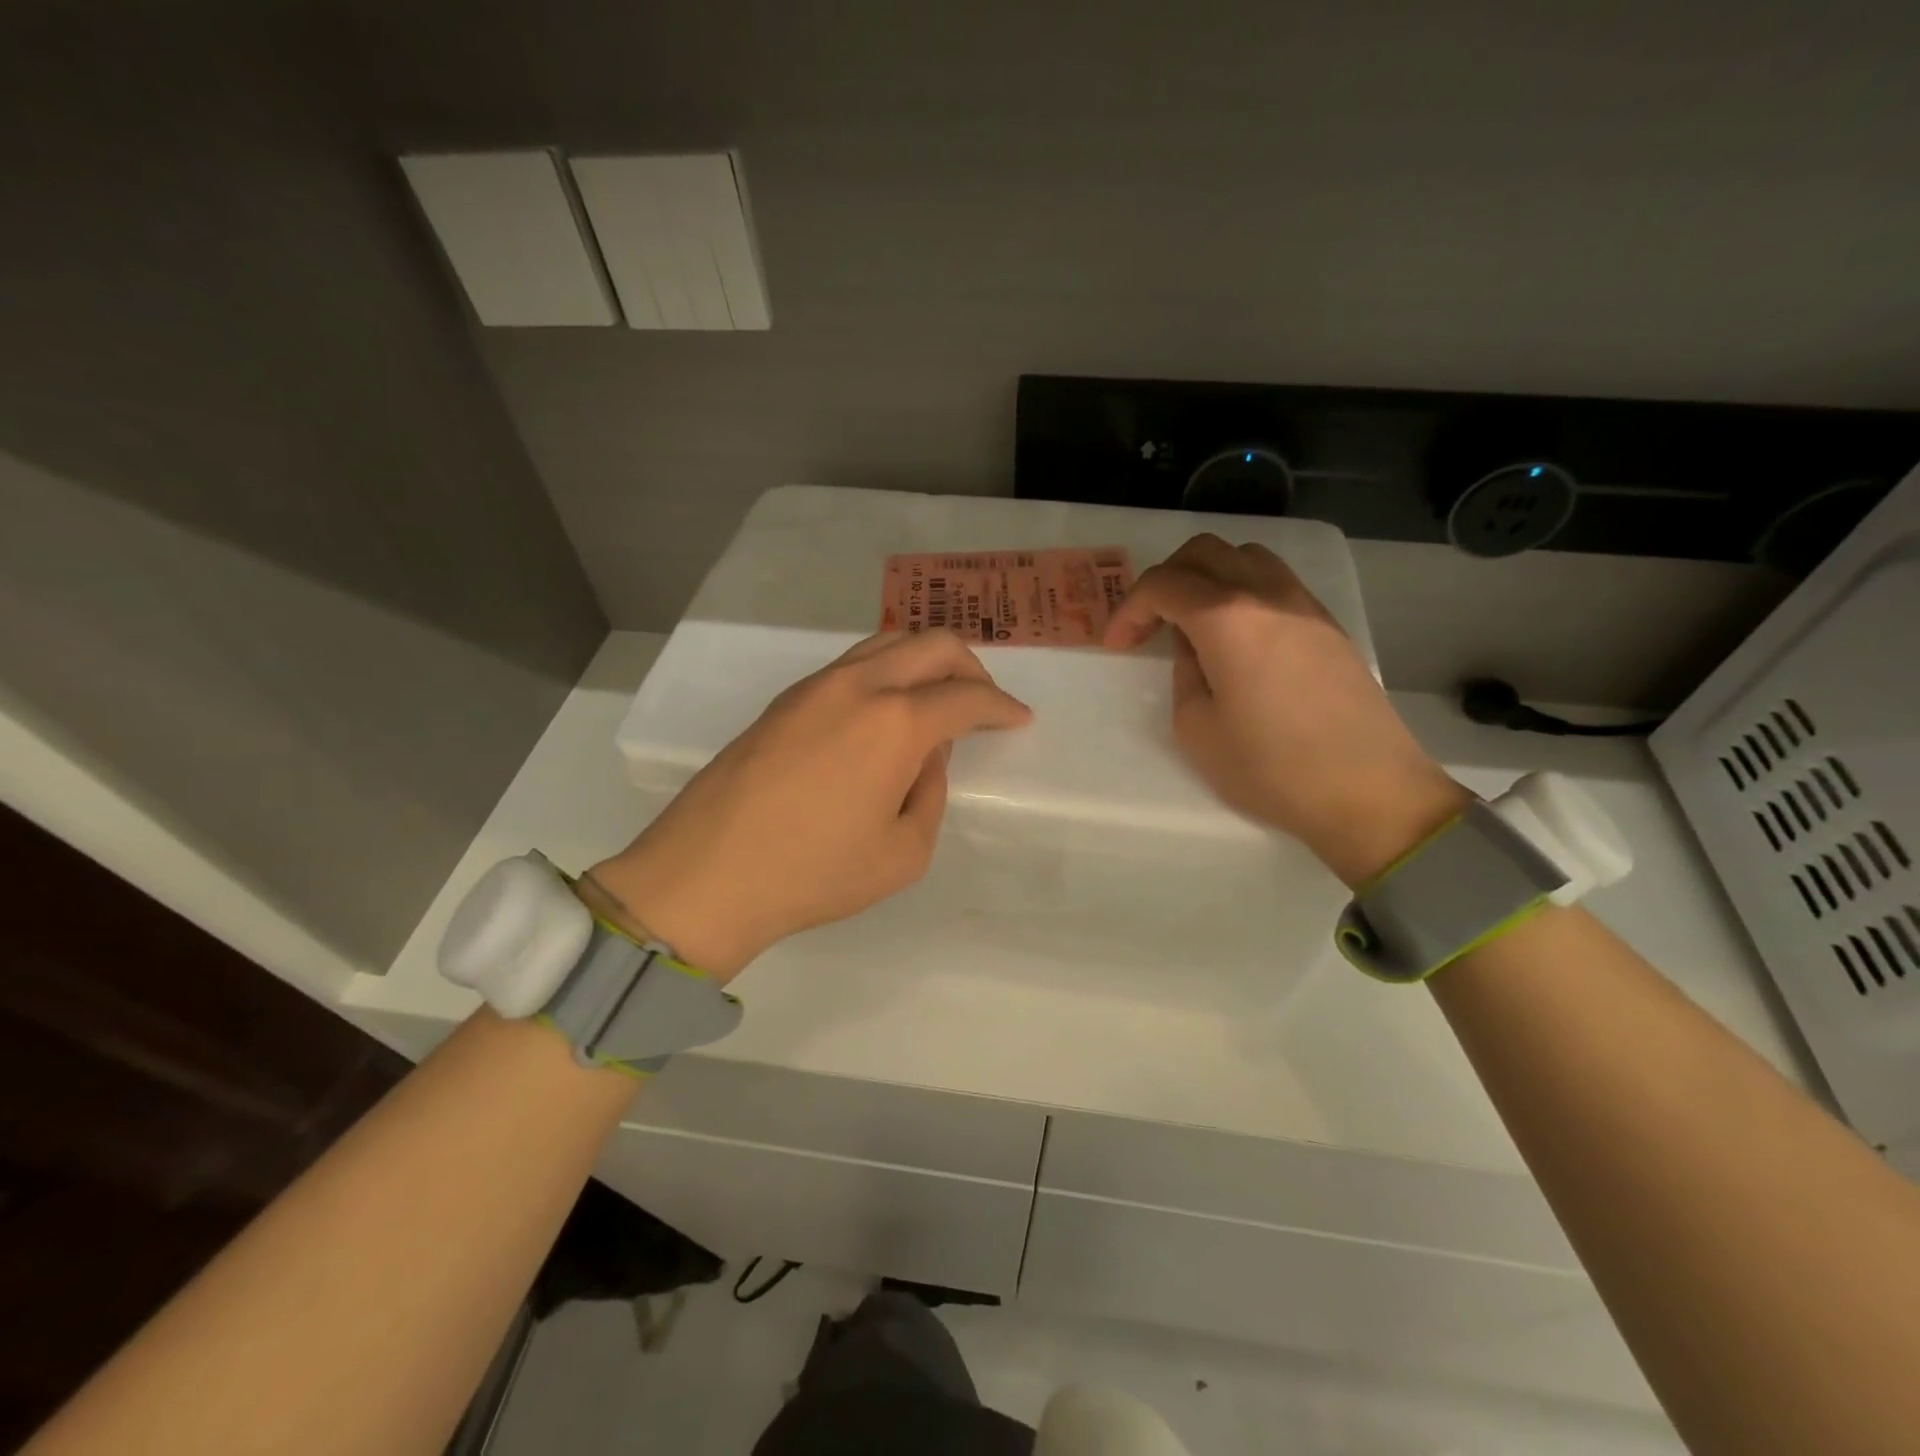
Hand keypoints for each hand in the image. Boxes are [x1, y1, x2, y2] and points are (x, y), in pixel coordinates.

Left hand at [585, 630, 1031, 980]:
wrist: (707, 874)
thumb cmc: (814, 874)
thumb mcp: (903, 853)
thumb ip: (930, 794)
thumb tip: (924, 757)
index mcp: (896, 723)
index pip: (966, 698)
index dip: (1001, 707)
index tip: (1018, 718)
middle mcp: (859, 686)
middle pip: (931, 645)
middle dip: (971, 666)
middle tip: (983, 700)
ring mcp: (815, 686)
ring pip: (886, 643)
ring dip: (924, 661)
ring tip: (937, 698)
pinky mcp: (785, 699)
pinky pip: (852, 665)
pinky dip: (886, 673)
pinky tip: (884, 712)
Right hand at [1105, 534, 1468, 886]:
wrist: (1368, 791)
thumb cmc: (1269, 767)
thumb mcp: (1196, 728)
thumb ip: (1184, 673)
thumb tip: (1195, 647)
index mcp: (1227, 617)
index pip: (1163, 585)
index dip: (1129, 610)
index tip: (1117, 646)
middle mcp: (1267, 593)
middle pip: (1203, 552)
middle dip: (1164, 580)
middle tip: (1149, 625)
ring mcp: (1304, 604)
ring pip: (1244, 556)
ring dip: (1206, 577)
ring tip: (1193, 624)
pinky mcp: (1327, 624)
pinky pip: (1274, 581)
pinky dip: (1241, 591)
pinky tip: (1236, 636)